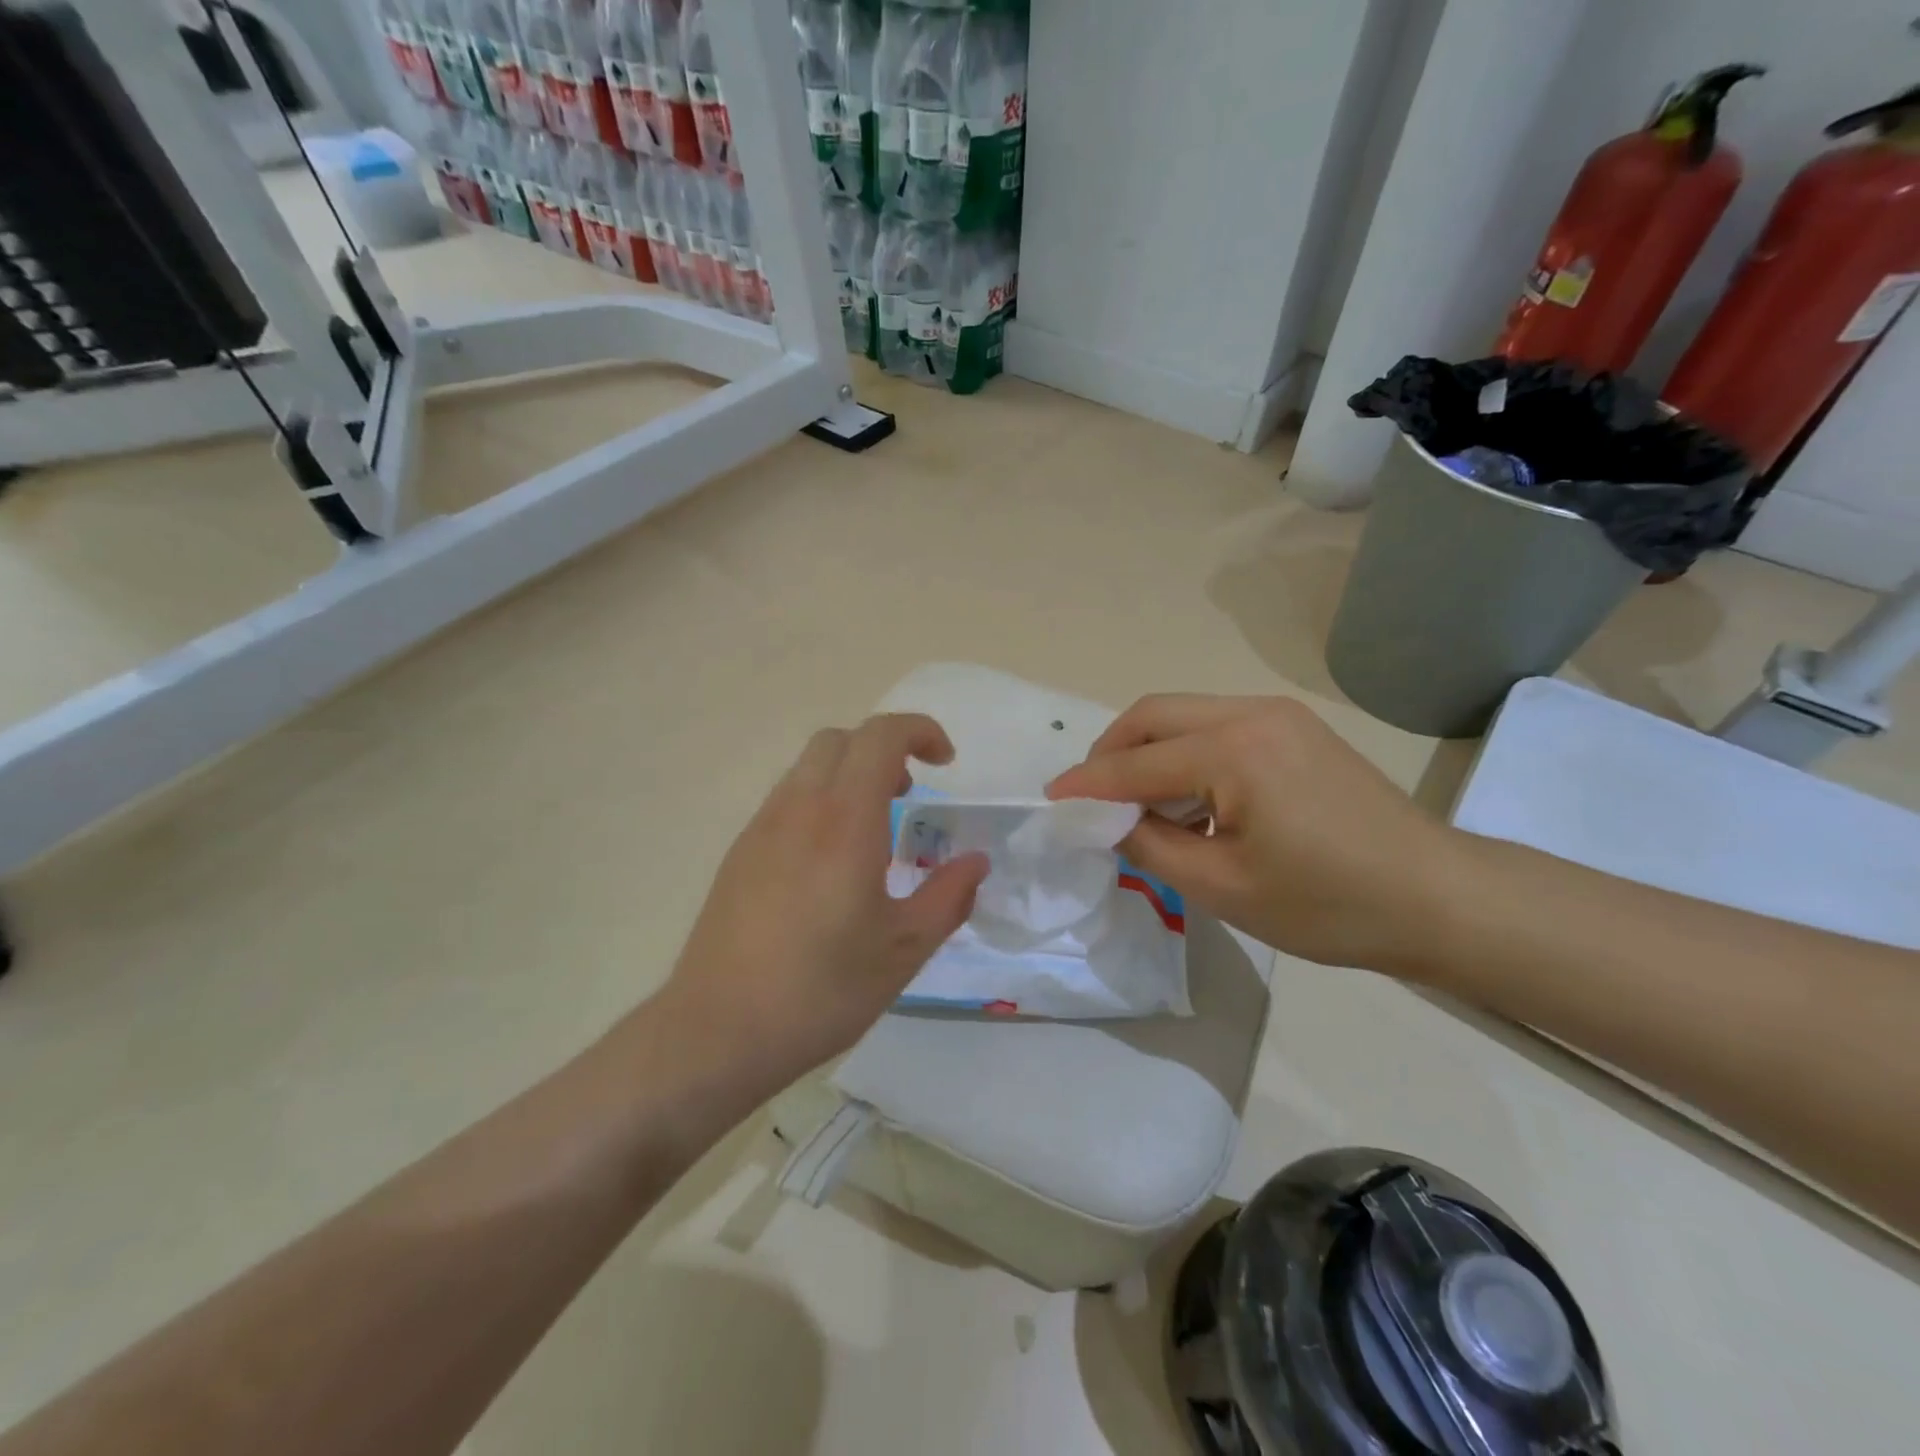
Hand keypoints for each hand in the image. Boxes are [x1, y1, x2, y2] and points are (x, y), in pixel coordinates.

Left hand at [660, 714, 988, 1092]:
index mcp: (844, 821)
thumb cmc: (821, 990)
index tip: (946, 762)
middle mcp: (798, 809)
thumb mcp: (903, 950)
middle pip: (841, 740)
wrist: (717, 1031)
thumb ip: (948, 897)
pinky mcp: (739, 853)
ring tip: (874, 831)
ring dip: (850, 774)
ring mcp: (761, 828)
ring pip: (809, 767)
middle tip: (910, 794)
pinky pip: (787, 800)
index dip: (920, 730)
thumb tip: (975, 862)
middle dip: (884, 749)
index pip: (881, 736)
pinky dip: (821, 801)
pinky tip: (830, 863)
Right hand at [1045, 694, 1464, 972]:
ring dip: (1148, 752)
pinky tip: (1188, 799)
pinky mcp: (1296, 730)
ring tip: (1135, 803)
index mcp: (1233, 750)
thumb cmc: (1329, 903)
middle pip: (1154, 715)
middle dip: (1111, 751)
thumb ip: (1150, 846)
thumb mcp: (1223, 887)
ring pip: (1185, 716)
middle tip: (1091, 796)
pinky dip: (1185, 754)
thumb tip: (1109, 822)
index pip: (1136, 763)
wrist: (1439, 897)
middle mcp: (1251, 713)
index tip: (1051, 800)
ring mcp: (1279, 716)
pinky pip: (1217, 727)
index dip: (1088, 784)